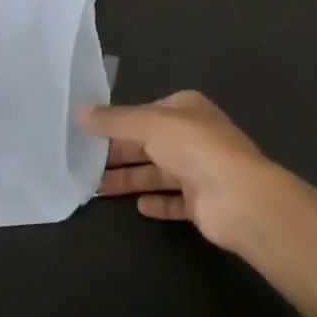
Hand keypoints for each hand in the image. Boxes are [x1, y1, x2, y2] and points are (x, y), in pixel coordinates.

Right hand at [80, 91, 280, 251]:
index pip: (145, 113)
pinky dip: (157, 202)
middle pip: (149, 144)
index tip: (88, 135)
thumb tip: (79, 111)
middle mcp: (194, 136)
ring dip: (130, 180)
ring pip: (157, 173)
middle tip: (83, 165)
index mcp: (186, 108)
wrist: (237, 197)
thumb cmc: (193, 147)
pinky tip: (137, 207)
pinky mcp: (202, 202)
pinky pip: (174, 200)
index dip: (118, 123)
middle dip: (119, 154)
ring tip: (96, 189)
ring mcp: (200, 170)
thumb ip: (113, 120)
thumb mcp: (148, 124)